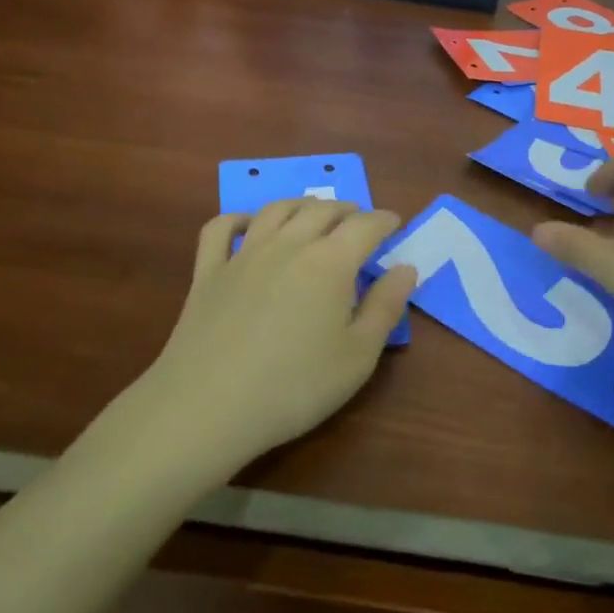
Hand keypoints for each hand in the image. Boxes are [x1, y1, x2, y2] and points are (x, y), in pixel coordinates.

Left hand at [142, 198, 417, 475]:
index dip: (384, 220)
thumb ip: (385, 307)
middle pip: (322, 210)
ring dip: (301, 205)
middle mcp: (288, 244)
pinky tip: (247, 225)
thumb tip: (405, 268)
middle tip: (359, 222)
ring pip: (276, 210)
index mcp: (330, 262)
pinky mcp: (208, 271)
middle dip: (346, 210)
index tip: (395, 224)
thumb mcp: (358, 356)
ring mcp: (243, 254)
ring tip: (313, 214)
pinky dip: (238, 218)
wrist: (208, 406)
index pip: (365, 225)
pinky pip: (221, 228)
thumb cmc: (295, 387)